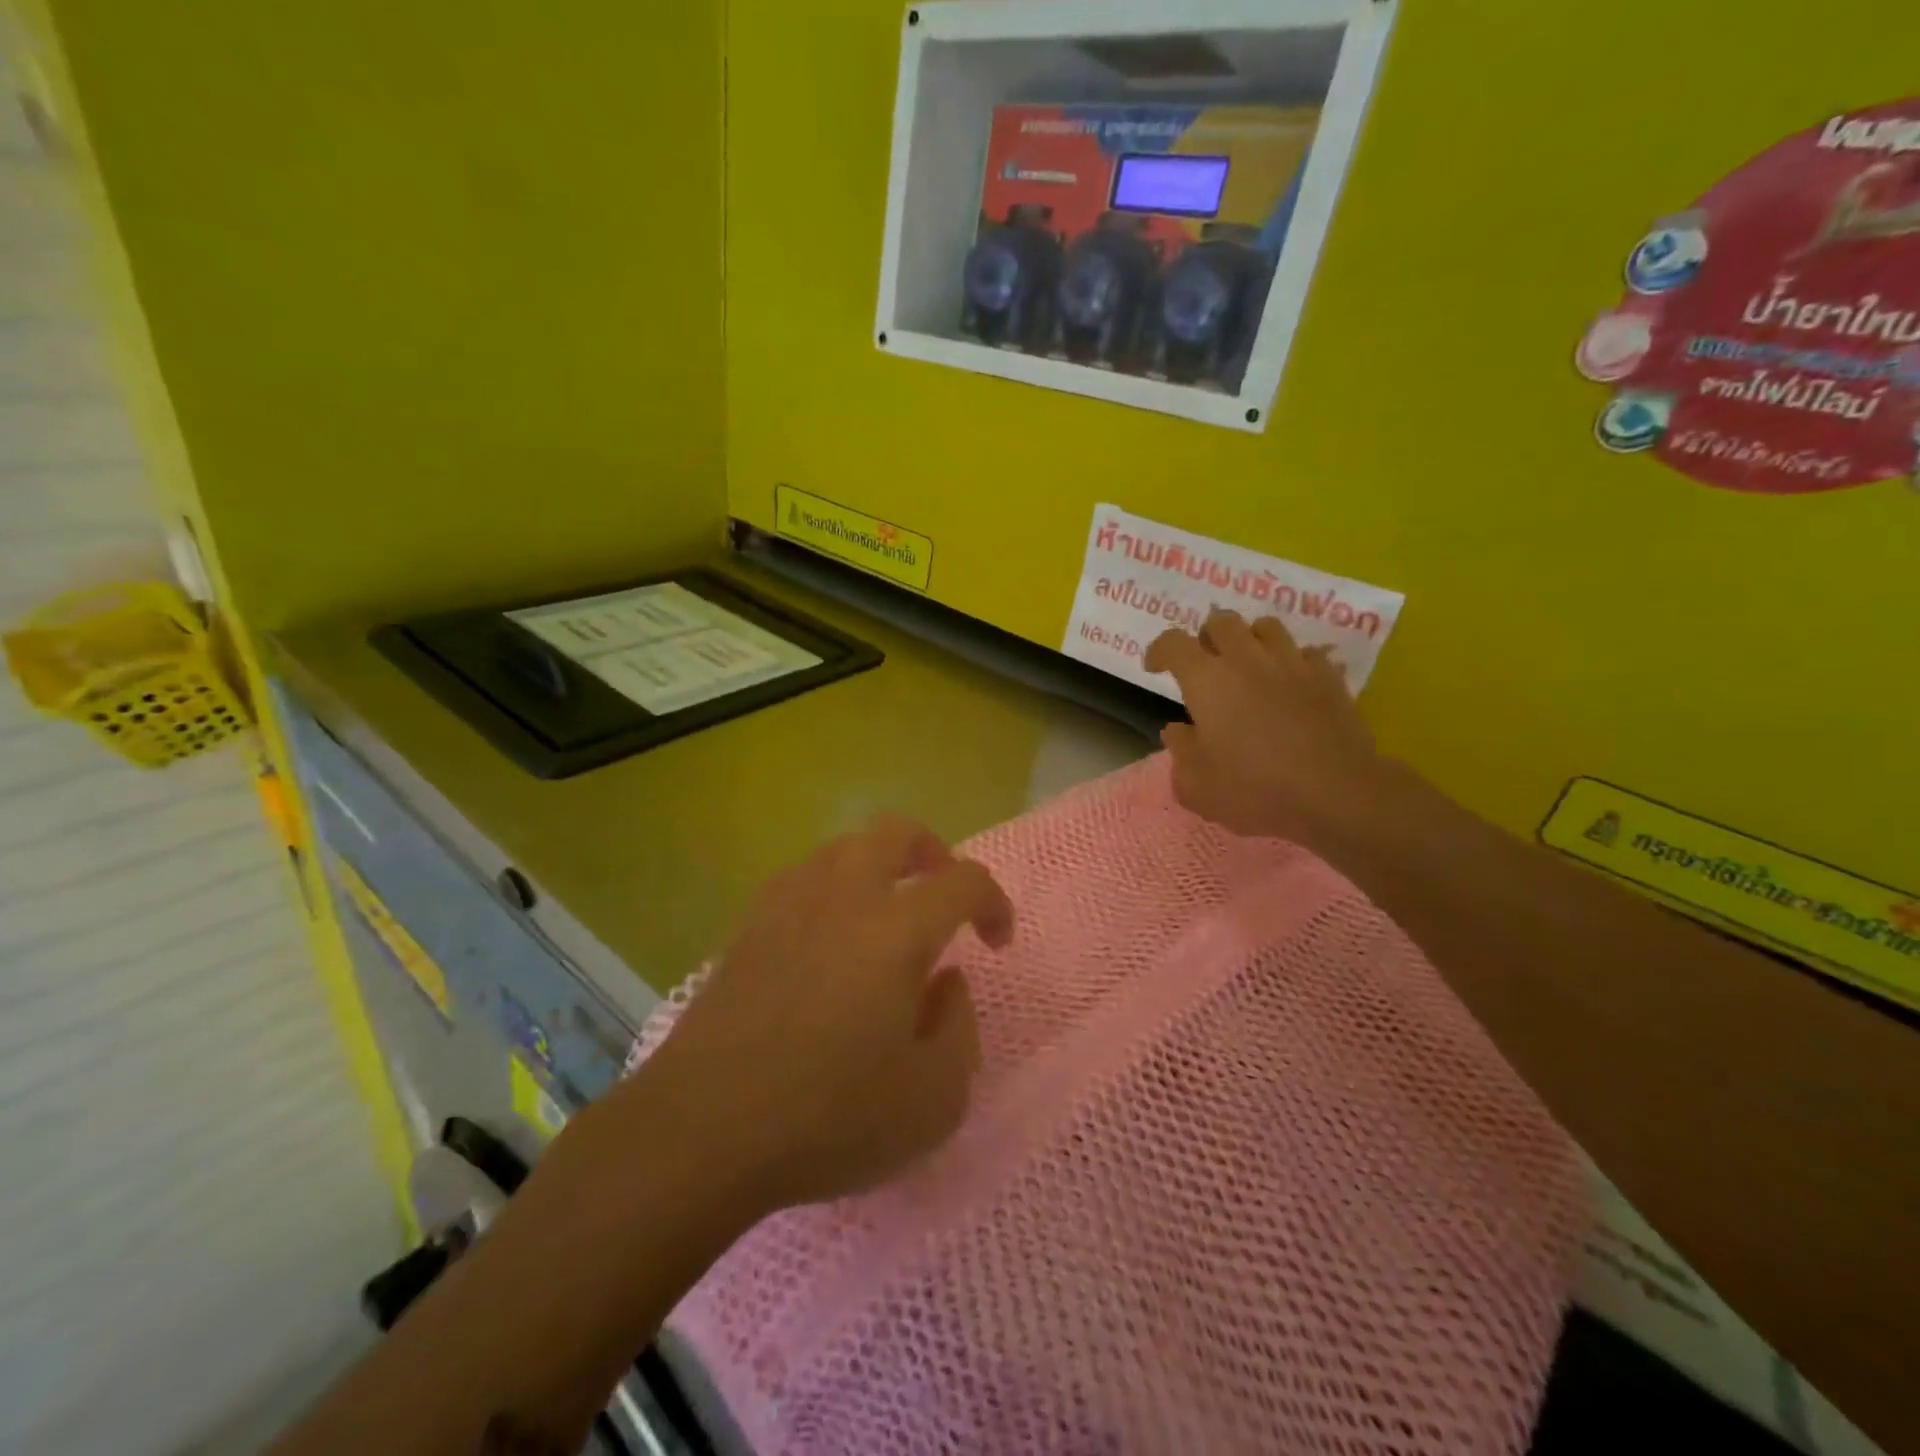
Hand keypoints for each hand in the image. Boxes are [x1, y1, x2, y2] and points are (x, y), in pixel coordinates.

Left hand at [640, 816, 1013, 1213]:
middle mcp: (843, 897)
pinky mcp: (748, 926)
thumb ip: (959, 1028)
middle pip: (895, 832)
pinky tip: (830, 938)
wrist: (702, 1131)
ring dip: (879, 865)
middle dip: (933, 851)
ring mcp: (788, 905)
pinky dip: (833, 888)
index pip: (962, 881)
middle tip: (943, 893)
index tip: (996, 941)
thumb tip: (946, 982)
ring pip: (844, 847)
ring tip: (887, 914)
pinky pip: (803, 878)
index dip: (993, 901)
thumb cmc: (828, 1118)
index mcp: (895, 931)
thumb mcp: (932, 1100)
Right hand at [1144, 608, 1396, 848]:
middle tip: (1205, 665)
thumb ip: (1180, 751)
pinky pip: (1305, 653)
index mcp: (1207, 681)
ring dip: (1250, 641)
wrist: (1336, 794)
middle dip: (1206, 637)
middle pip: (1221, 621)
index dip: (1159, 650)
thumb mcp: (1196, 785)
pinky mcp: (1329, 677)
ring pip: (1266, 627)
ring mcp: (1292, 663)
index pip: (1173, 643)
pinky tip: (1290, 685)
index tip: (1155, 668)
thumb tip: (1178, 730)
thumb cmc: (1254, 790)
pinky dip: (1292, 662)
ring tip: (1248, 667)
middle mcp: (1247, 659)